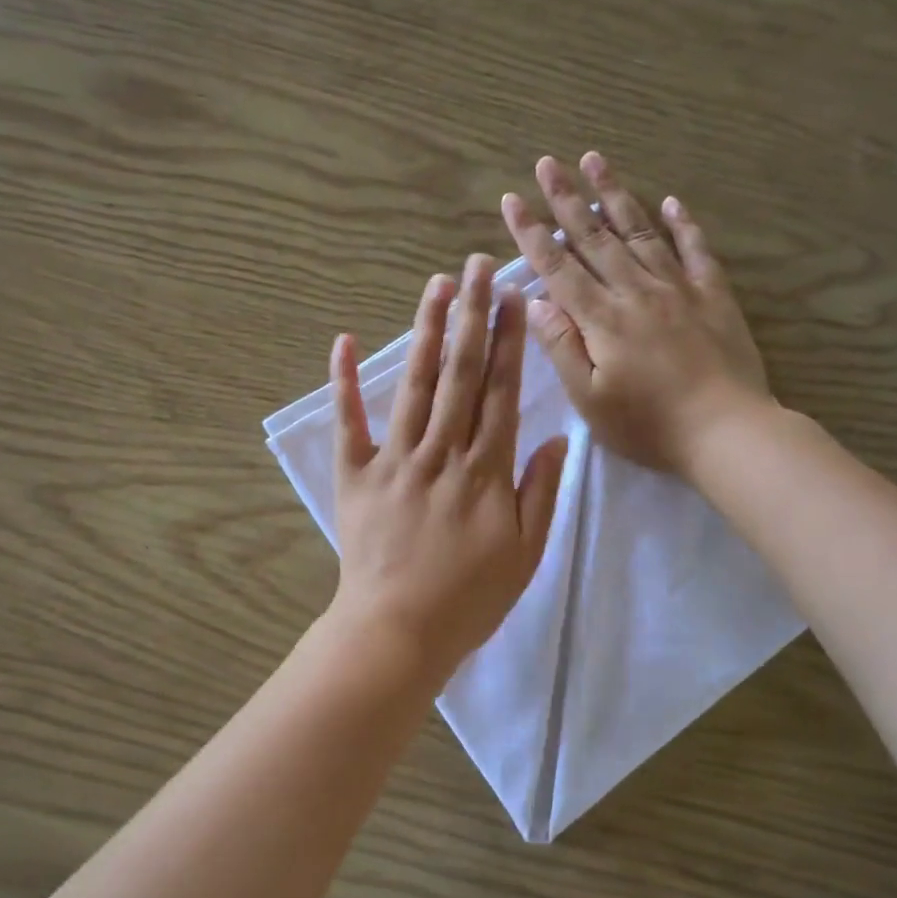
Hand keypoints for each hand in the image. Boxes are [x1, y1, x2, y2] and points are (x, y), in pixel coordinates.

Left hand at [328, 256, 568, 678]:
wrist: (398, 631)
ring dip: (426, 332)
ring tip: (437, 285)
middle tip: (479, 266)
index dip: (508, 342)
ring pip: (414, 385)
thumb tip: (552, 438)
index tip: (514, 297)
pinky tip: (345, 340)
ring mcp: (393, 460)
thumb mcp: (525, 554)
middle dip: (472, 316)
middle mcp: (440, 453)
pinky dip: (344, 382)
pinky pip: (348, 423)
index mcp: (484, 471)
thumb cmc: (469, 599)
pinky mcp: (354, 475)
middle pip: (460, 374)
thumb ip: (539, 493)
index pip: (500, 392)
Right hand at [501, 152, 771, 478]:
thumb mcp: (590, 399)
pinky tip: (671, 201)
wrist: (726, 431)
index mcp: (601, 318)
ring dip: (615, 195)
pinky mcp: (713, 296)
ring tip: (595, 161)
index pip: (557, 267)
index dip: (531, 232)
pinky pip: (695, 249)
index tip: (511, 199)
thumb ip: (561, 347)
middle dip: (566, 199)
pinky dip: (682, 223)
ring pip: (640, 231)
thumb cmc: (648, 425)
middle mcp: (635, 291)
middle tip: (547, 162)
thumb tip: (534, 302)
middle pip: (594, 237)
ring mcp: (678, 288)